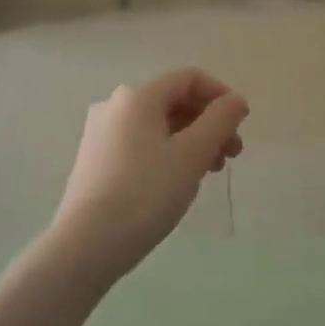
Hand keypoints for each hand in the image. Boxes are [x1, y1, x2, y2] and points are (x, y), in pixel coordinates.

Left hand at [50, 69, 248, 284]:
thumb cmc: (145, 194)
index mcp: (138, 96)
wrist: (84, 247)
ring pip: (158, 125)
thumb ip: (220, 121)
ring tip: (208, 173)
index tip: (240, 126)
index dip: (221, 96)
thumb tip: (236, 100)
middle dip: (208, 123)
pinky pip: (140, 143)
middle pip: (174, 101)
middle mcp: (116, 105)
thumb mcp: (192, 155)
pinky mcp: (95, 160)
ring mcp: (101, 133)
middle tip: (230, 156)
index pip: (189, 78)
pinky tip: (176, 183)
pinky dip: (167, 153)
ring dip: (190, 140)